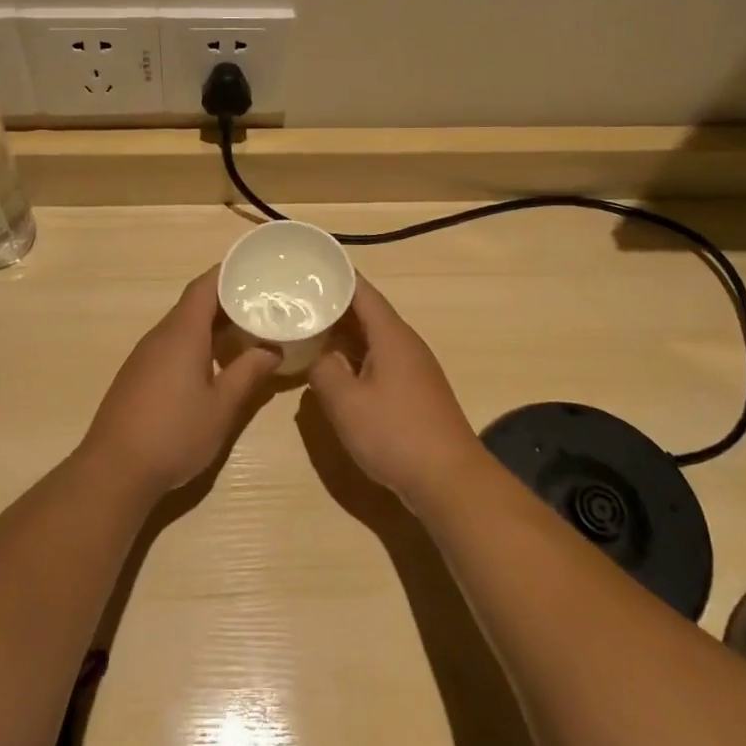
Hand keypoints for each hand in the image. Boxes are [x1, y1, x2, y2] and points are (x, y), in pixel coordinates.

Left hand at [80, 268, 280, 494]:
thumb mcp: (222, 407)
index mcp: (182, 333)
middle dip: (227, 298)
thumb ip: (248, 373)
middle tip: (263, 302)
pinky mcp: (138, 374)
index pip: (205, 286)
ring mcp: (145, 355)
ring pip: (183, 325)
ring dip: (212, 323)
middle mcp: (160, 335)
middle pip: (194, 303)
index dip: (229, 272)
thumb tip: (272, 349)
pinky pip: (172, 344)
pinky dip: (196, 342)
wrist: (114, 471)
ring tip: (246, 329)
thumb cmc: (174, 434)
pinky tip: (214, 362)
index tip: (256, 268)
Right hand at [307, 276, 485, 506]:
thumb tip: (317, 355)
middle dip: (333, 303)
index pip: (362, 291)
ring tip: (307, 325)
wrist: (449, 479)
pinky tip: (333, 366)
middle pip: (367, 312)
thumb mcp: (346, 402)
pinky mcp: (413, 391)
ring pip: (372, 337)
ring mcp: (412, 368)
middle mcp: (404, 343)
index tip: (307, 266)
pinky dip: (353, 355)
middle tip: (296, 296)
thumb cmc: (395, 434)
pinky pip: (377, 359)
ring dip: (342, 331)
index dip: (336, 275)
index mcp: (391, 335)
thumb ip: (324, 371)